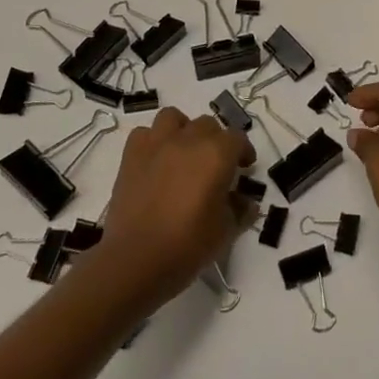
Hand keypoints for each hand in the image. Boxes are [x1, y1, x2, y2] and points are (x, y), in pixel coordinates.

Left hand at [91, 107, 255, 309]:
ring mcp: (157, 144)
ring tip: (183, 153)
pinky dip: (153, 142)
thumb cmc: (188, 245)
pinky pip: (145, 134)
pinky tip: (156, 162)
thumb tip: (247, 202)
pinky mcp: (131, 156)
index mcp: (217, 154)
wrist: (136, 260)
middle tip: (214, 166)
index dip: (243, 152)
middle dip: (215, 141)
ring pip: (174, 118)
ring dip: (183, 130)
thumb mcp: (226, 231)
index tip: (243, 169)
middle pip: (208, 125)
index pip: (237, 139)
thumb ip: (240, 210)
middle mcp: (188, 140)